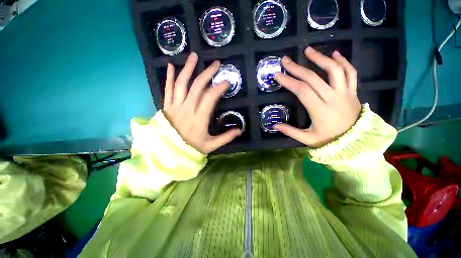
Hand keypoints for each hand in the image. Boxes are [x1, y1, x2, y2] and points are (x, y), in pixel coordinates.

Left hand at [163, 52, 241, 153]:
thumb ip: (225, 137)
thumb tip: (240, 130)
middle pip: (197, 87)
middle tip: (216, 64)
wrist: (169, 152)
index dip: (218, 88)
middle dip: (207, 73)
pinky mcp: (167, 106)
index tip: (226, 82)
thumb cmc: (191, 148)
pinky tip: (171, 66)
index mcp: (199, 119)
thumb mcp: (211, 145)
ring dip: (188, 69)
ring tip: (194, 56)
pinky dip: (169, 77)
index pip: (209, 98)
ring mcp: (175, 106)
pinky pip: (167, 90)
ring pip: (181, 84)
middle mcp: (187, 109)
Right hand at [273, 47, 361, 147]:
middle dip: (297, 68)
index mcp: (320, 110)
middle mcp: (333, 98)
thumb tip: (273, 125)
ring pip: (334, 70)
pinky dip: (343, 61)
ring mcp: (345, 93)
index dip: (289, 81)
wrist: (357, 142)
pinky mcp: (353, 92)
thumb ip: (290, 131)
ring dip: (320, 58)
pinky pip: (351, 73)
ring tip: (308, 50)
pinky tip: (334, 54)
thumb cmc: (329, 141)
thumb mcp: (307, 139)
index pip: (302, 91)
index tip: (277, 75)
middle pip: (313, 78)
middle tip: (285, 60)